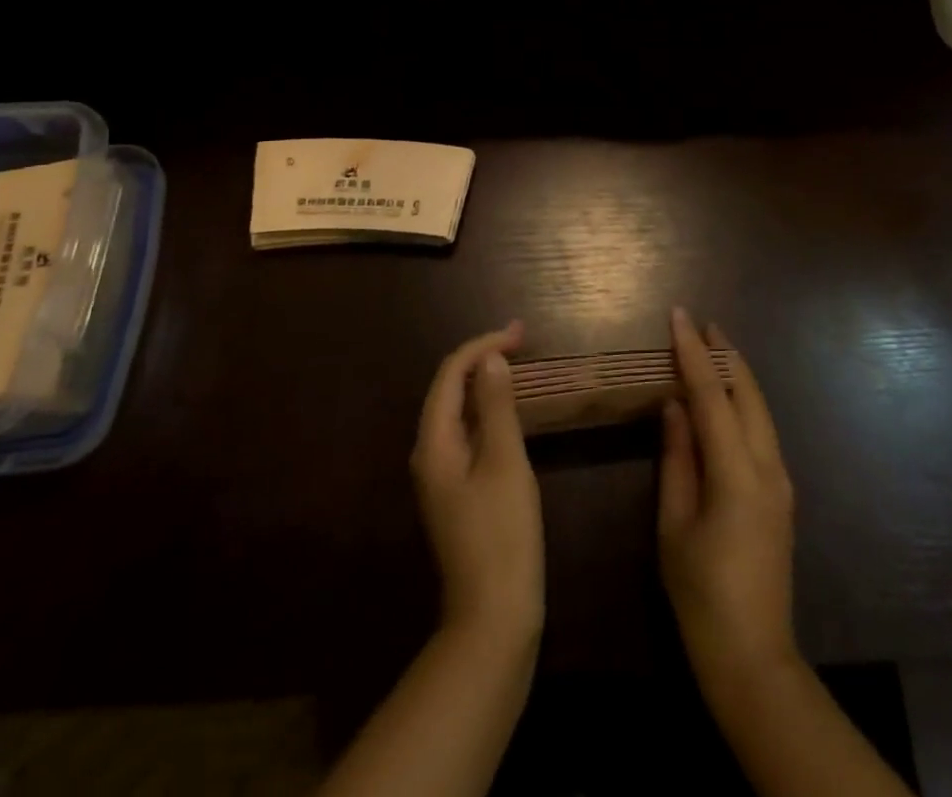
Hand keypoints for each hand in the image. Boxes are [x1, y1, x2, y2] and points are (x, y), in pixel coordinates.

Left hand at [412, 322, 543, 644]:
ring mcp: (441, 475)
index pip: (450, 375)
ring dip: (485, 383)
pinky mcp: (457, 491)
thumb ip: (496, 407)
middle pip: (449, 389)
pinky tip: (510, 411)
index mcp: (434, 443)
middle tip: (522, 341)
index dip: (482, 346)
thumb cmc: (502, 535)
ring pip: (458, 411)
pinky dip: (487, 411)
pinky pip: (467, 433)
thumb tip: (491, 360)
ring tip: (518, 364)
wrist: (493, 617)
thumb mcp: (505, 463)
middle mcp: (429, 454)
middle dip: (482, 359)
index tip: (520, 334)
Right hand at [658, 308, 797, 681]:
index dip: (693, 353)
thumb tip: (674, 406)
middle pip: (748, 393)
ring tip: (712, 348)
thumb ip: (676, 458)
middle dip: (725, 354)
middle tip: (700, 323)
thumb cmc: (701, 595)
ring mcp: (781, 481)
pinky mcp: (782, 495)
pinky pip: (762, 431)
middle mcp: (768, 467)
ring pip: (761, 410)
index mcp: (737, 474)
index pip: (712, 395)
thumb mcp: (674, 525)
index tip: (678, 316)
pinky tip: (725, 399)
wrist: (753, 658)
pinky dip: (743, 402)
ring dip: (737, 375)